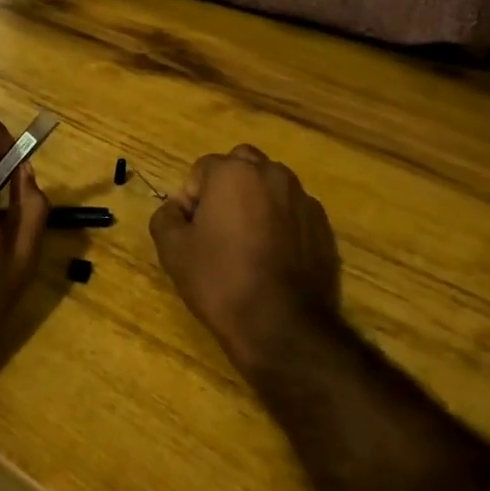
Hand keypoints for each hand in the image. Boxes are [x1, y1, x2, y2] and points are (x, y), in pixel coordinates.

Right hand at [149, 145, 345, 380]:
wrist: (281, 325)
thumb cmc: (221, 280)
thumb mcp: (173, 250)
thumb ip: (166, 217)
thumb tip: (176, 209)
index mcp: (234, 172)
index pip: (202, 169)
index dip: (191, 198)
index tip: (190, 230)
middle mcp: (272, 174)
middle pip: (241, 165)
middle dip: (226, 186)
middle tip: (217, 226)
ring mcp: (303, 199)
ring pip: (270, 186)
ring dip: (255, 201)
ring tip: (246, 242)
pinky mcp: (323, 225)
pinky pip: (293, 211)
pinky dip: (280, 222)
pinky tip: (272, 257)